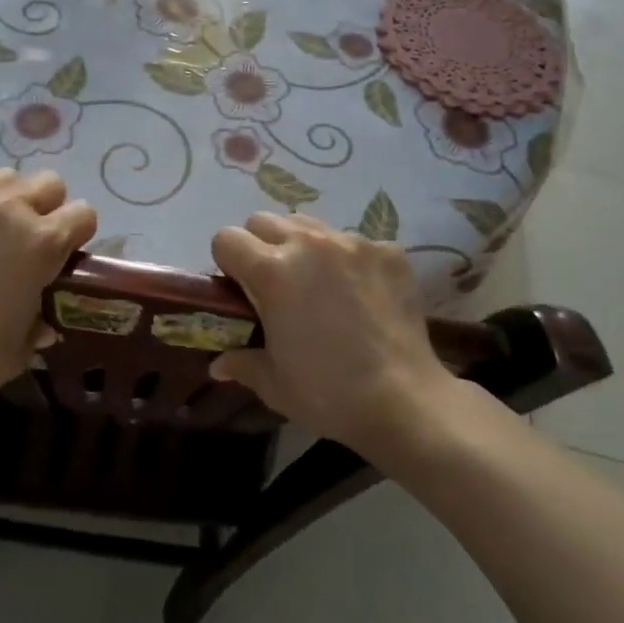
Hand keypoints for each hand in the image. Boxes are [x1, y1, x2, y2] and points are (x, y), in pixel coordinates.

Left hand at [0, 169, 95, 417]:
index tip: (64, 256)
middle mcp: (6, 209)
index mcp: (42, 241)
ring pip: (0, 179)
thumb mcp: (23, 347)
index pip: (83, 213)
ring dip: (4, 202)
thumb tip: (44, 317)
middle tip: (27, 242)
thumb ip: (41, 320)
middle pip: (47, 182)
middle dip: (46, 207)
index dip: (77, 234)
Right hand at [209, 212, 456, 452]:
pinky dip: (348, 261)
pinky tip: (361, 295)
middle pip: (264, 220)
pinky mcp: (388, 252)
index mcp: (271, 271)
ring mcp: (352, 243)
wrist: (404, 401)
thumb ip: (241, 362)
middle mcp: (308, 244)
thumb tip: (219, 364)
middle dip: (260, 246)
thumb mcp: (273, 383)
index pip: (227, 238)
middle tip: (275, 285)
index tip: (239, 289)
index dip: (227, 263)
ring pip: (309, 225)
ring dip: (302, 246)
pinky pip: (355, 242)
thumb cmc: (328, 393)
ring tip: (318, 285)